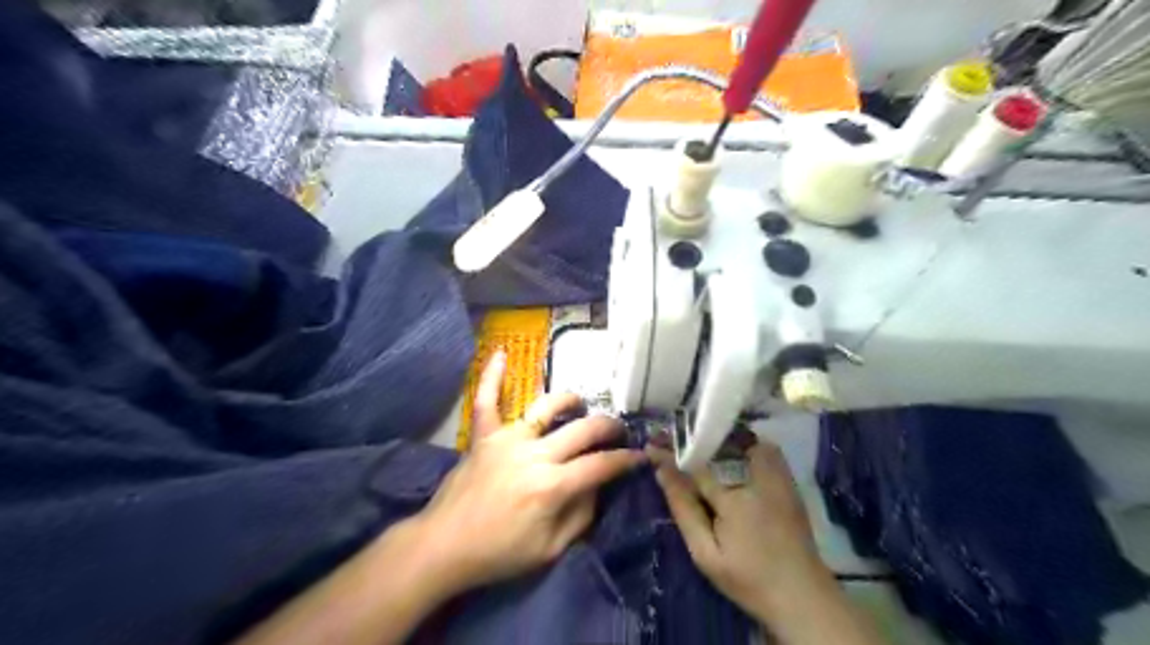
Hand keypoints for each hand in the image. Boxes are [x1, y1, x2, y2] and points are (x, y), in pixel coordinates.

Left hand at [414, 352, 645, 594]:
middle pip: (582, 430)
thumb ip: (581, 515)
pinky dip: (492, 377)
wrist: (443, 546)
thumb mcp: (550, 549)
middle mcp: (534, 455)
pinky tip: (500, 353)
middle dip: (609, 428)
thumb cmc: (499, 553)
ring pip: (546, 407)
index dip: (627, 460)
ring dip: (569, 401)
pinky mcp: (483, 436)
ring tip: (580, 404)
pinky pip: (486, 401)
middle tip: (619, 431)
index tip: (641, 456)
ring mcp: (507, 440)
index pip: (601, 465)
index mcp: (552, 486)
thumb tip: (598, 485)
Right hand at [650, 442, 830, 621]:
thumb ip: (683, 508)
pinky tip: (730, 453)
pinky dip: (744, 443)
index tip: (651, 445)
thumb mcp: (705, 553)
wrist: (801, 594)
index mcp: (732, 497)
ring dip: (718, 438)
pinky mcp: (787, 480)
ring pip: (743, 439)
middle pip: (717, 445)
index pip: (695, 464)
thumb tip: (661, 470)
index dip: (671, 453)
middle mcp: (756, 477)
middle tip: (669, 438)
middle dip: (692, 440)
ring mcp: (776, 476)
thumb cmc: (747, 578)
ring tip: (698, 442)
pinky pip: (764, 448)